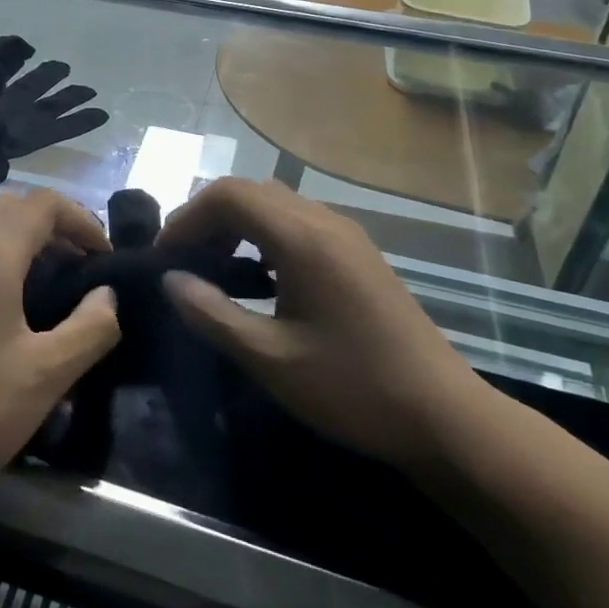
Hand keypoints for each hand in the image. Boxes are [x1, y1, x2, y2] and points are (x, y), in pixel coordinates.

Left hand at [0, 190, 120, 521]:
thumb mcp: (46, 376)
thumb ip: (90, 328)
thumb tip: (107, 294)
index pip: (42, 204)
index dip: (81, 219)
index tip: (104, 255)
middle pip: (10, 205)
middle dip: (52, 222)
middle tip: (79, 261)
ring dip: (18, 232)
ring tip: (45, 273)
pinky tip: (1, 296)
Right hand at [159, 179, 488, 467]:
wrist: (444, 416)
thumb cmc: (352, 389)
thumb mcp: (271, 360)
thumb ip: (212, 314)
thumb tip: (170, 280)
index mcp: (303, 238)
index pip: (229, 194)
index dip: (188, 217)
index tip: (164, 256)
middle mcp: (324, 221)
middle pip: (250, 191)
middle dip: (207, 218)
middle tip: (182, 262)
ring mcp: (346, 234)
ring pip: (275, 202)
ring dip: (236, 224)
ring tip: (213, 268)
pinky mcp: (358, 252)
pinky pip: (297, 221)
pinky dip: (263, 234)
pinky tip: (259, 276)